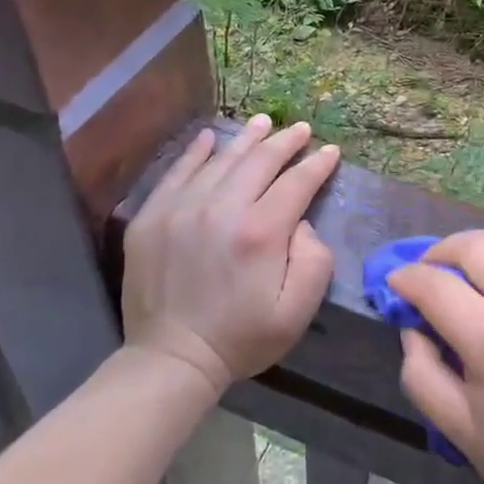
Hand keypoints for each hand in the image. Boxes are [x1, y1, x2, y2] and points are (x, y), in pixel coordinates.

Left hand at [120, 116, 338, 394]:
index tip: (331, 151)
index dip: (317, 164)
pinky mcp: (152, 216)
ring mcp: (181, 208)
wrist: (170, 360)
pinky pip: (178, 172)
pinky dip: (197, 151)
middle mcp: (221, 209)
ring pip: (221, 159)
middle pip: (260, 161)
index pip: (296, 183)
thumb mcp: (297, 311)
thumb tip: (301, 221)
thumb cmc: (241, 338)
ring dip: (247, 139)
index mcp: (261, 232)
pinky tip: (210, 138)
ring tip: (263, 122)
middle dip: (285, 142)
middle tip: (300, 129)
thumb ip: (314, 260)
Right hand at [390, 226, 483, 483]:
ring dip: (482, 244)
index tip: (393, 283)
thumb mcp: (459, 430)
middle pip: (475, 246)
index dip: (407, 278)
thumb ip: (422, 372)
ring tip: (467, 270)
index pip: (437, 285)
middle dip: (439, 252)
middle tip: (426, 274)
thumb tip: (412, 326)